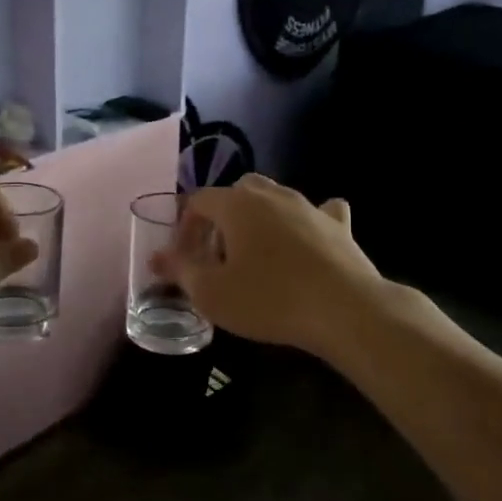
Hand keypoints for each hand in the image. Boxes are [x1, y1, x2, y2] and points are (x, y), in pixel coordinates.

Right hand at [152, 174, 387, 358]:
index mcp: (236, 204)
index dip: (184, 226)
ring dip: (260, 217)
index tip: (183, 257)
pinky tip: (308, 238)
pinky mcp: (339, 226)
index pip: (198, 200)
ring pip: (277, 197)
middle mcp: (272, 195)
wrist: (345, 310)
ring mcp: (309, 206)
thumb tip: (156, 258)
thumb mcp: (211, 293)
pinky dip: (308, 221)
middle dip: (223, 215)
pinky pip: (320, 211)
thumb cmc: (268, 299)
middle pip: (238, 190)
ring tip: (256, 250)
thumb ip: (180, 270)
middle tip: (218, 251)